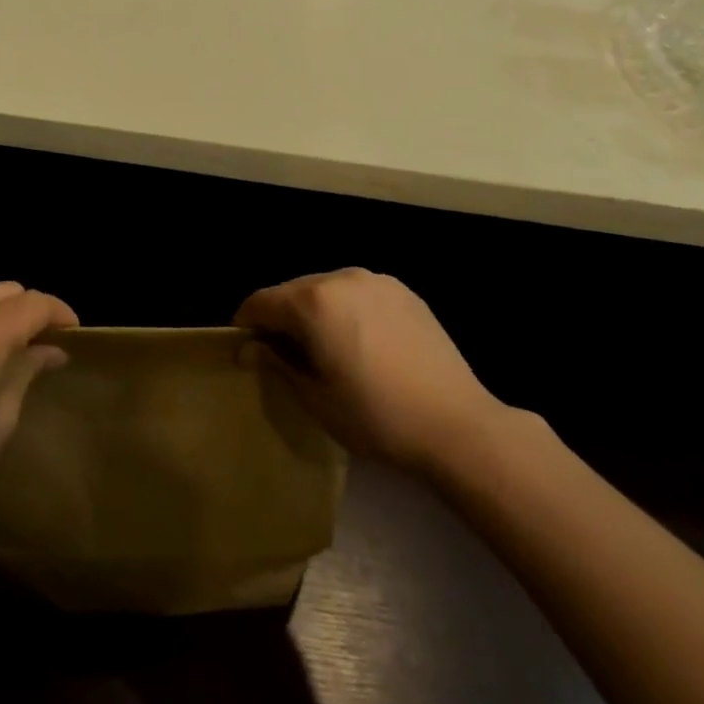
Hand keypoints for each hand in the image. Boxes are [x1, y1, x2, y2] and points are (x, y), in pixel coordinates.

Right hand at [234, 268, 506, 471]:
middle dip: (281, 317)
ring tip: (325, 349)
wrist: (457, 426)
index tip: (246, 349)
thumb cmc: (375, 417)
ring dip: (315, 311)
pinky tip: (361, 344)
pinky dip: (347, 310)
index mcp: (313, 301)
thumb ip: (276, 363)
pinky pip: (359, 294)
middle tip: (285, 355)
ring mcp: (377, 281)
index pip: (261, 301)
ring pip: (327, 289)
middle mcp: (341, 278)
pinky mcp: (404, 292)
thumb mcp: (314, 397)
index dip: (246, 323)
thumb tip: (247, 348)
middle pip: (293, 290)